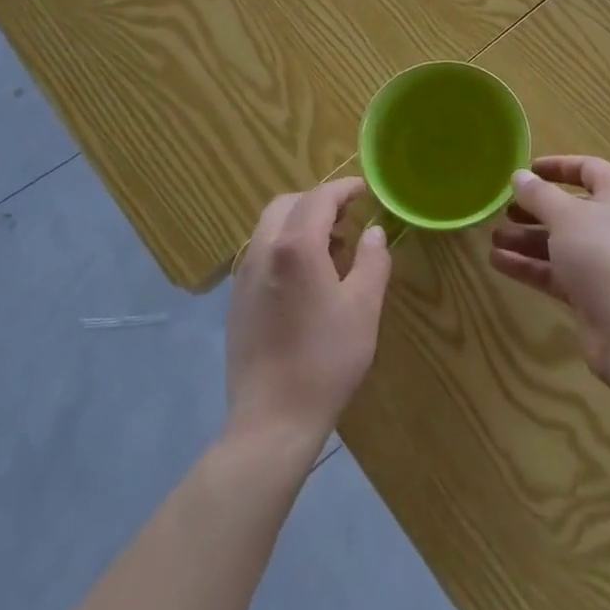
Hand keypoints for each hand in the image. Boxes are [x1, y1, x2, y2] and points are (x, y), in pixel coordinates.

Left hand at [227, 177, 391, 446]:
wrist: (272, 420)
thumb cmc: (325, 360)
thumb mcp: (364, 308)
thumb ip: (372, 260)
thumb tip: (373, 232)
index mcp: (295, 246)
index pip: (320, 198)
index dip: (344, 189)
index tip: (365, 190)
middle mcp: (263, 251)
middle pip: (288, 204)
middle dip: (318, 202)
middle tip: (348, 218)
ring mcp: (244, 276)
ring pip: (270, 227)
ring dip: (300, 223)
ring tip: (331, 249)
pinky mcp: (236, 300)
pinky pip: (261, 253)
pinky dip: (284, 246)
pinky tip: (306, 280)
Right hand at [489, 156, 609, 377]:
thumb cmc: (600, 252)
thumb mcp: (564, 215)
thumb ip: (538, 194)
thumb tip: (519, 176)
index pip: (589, 169)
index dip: (558, 166)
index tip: (528, 170)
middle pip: (571, 208)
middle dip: (536, 208)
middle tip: (506, 209)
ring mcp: (603, 261)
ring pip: (560, 242)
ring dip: (527, 239)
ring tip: (494, 237)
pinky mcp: (592, 293)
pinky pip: (557, 272)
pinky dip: (530, 265)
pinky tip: (498, 262)